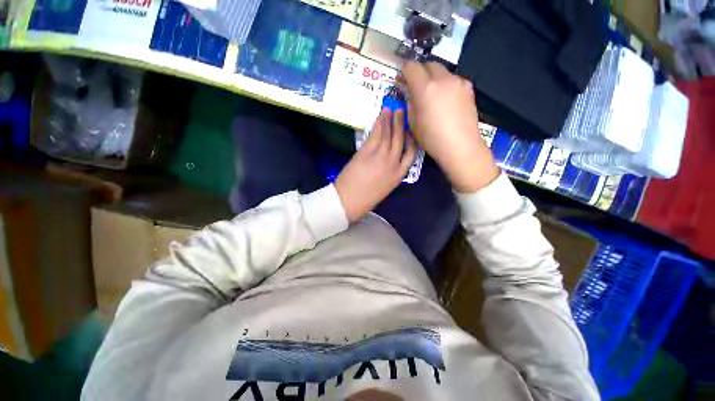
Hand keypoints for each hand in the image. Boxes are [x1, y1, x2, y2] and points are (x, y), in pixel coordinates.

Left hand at [335, 109, 416, 222]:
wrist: (349, 201)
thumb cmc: (366, 198)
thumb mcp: (384, 187)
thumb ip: (390, 173)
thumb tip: (389, 158)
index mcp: (399, 175)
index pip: (411, 154)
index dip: (412, 140)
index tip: (411, 130)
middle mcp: (393, 164)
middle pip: (400, 140)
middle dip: (402, 124)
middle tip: (402, 111)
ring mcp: (381, 157)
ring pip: (389, 135)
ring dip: (390, 120)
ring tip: (391, 109)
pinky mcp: (367, 152)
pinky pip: (376, 135)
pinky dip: (379, 124)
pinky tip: (380, 117)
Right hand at [401, 62, 499, 192]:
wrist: (461, 146)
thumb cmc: (432, 139)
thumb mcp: (414, 124)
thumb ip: (410, 104)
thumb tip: (409, 93)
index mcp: (425, 88)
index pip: (411, 67)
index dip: (404, 71)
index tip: (402, 80)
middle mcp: (442, 79)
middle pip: (428, 64)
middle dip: (420, 72)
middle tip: (416, 86)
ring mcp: (458, 82)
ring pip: (442, 72)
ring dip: (434, 78)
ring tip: (432, 95)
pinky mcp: (469, 88)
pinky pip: (453, 80)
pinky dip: (446, 85)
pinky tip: (446, 100)